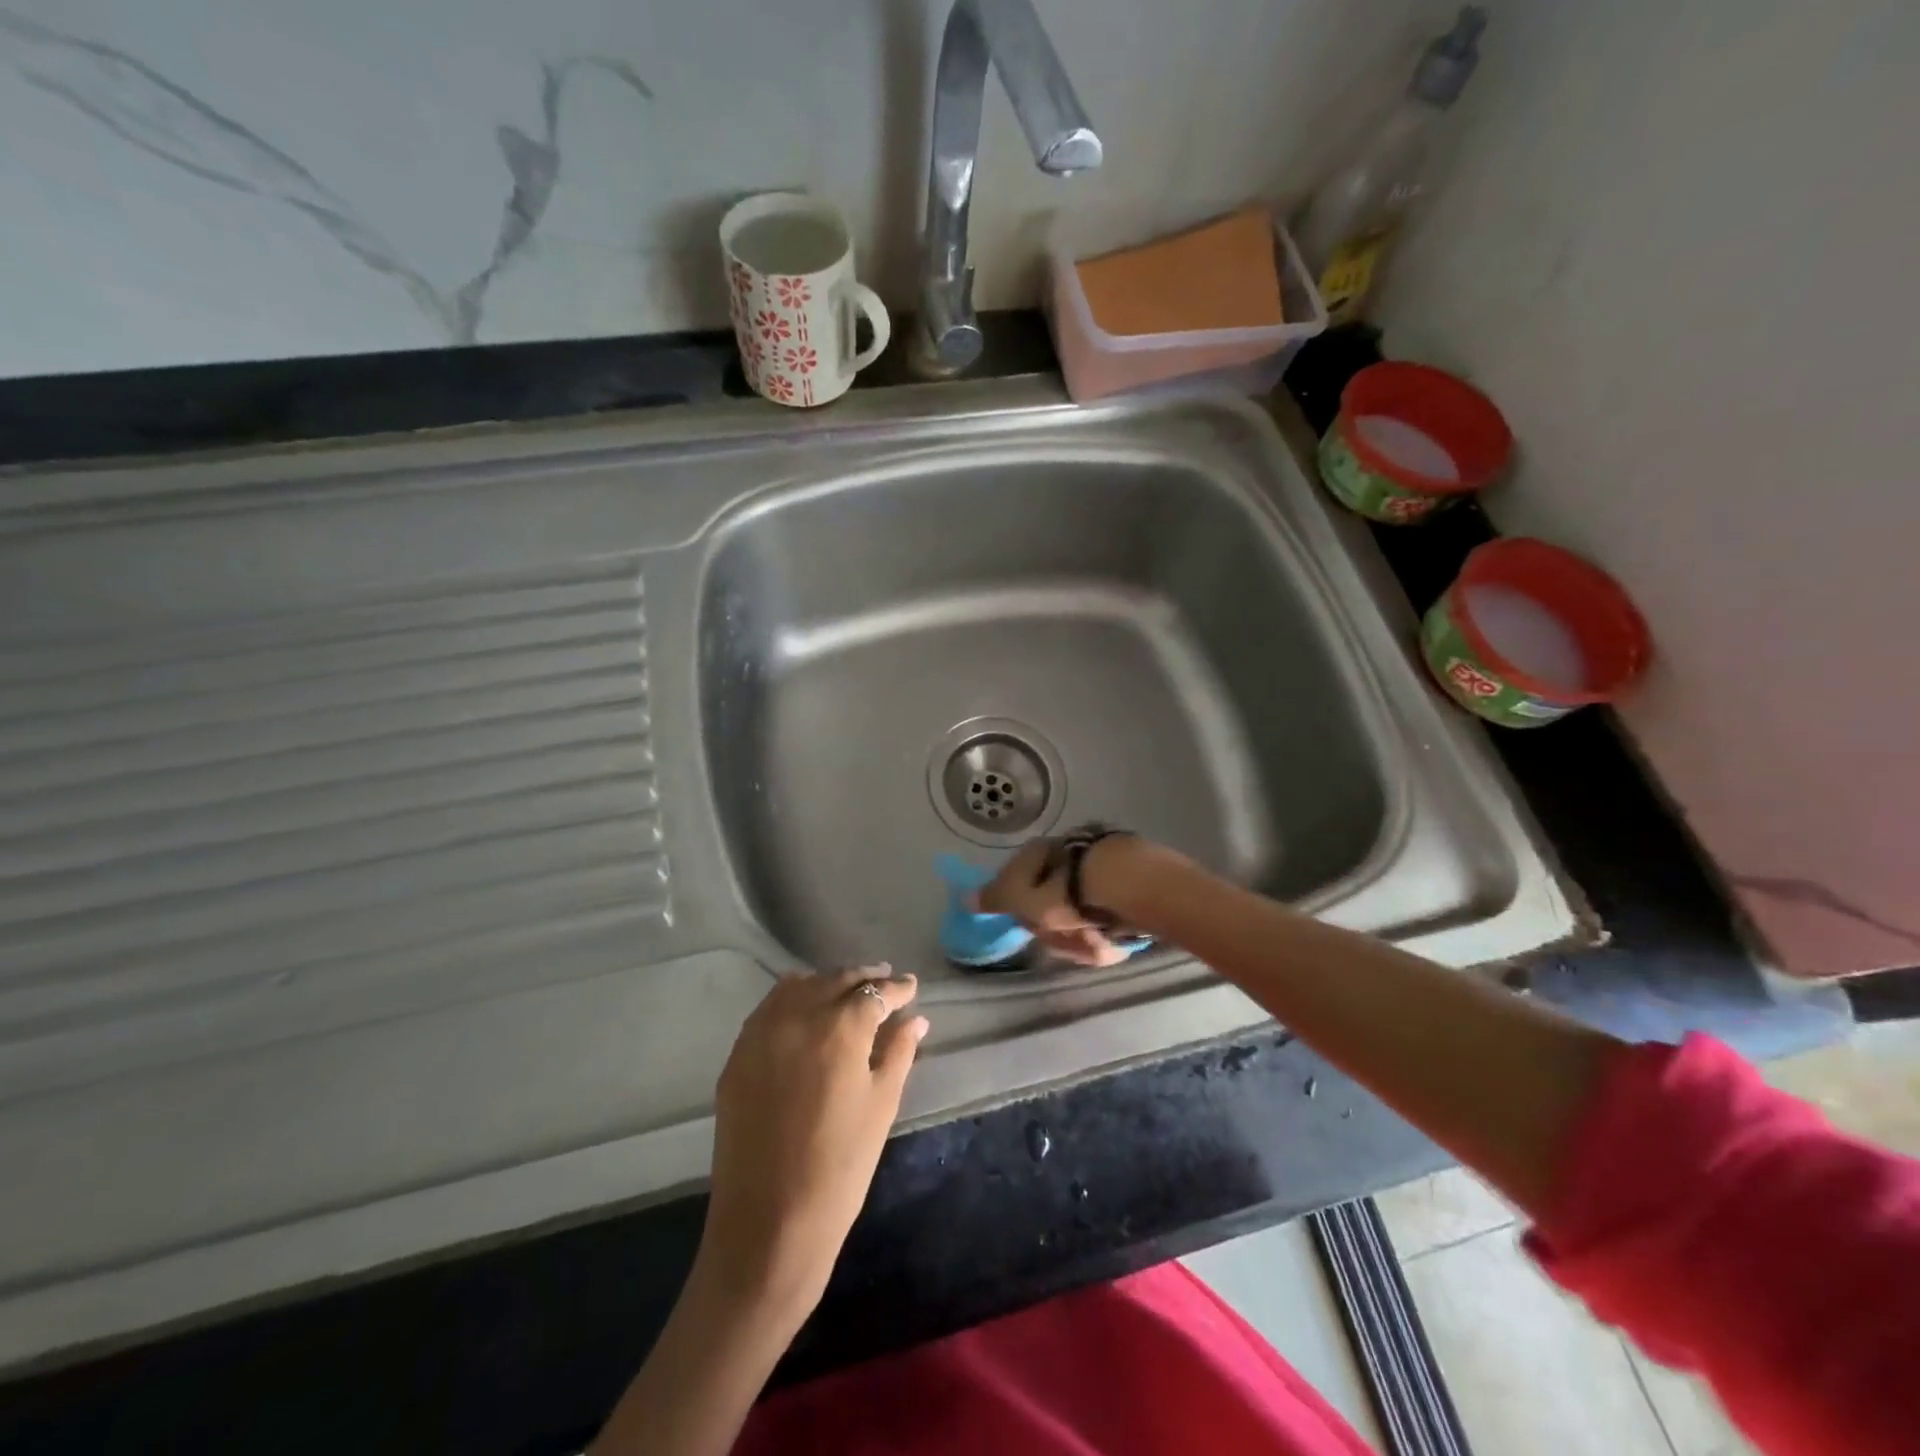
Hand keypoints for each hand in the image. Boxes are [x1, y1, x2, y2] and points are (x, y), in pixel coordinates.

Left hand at [697, 966, 927, 1321]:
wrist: (768, 1223)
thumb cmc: (840, 1166)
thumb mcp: (881, 1106)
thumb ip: (898, 1052)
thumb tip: (915, 1020)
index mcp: (840, 1028)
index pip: (875, 992)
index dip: (897, 988)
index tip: (911, 985)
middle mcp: (798, 1015)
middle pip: (836, 979)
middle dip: (864, 978)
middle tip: (885, 979)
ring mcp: (761, 1032)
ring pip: (800, 986)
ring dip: (827, 983)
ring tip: (847, 992)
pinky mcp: (738, 1054)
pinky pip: (769, 1008)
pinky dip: (793, 999)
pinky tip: (806, 1011)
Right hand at [978, 835, 1145, 966]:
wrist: (1131, 884)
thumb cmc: (1066, 892)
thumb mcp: (1021, 898)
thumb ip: (996, 899)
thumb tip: (966, 897)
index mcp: (1038, 850)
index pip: (1017, 881)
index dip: (1020, 908)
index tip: (1030, 927)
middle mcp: (1066, 850)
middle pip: (1051, 900)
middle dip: (1056, 927)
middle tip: (1064, 942)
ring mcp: (1099, 864)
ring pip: (1080, 913)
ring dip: (1082, 934)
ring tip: (1093, 944)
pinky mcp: (1128, 881)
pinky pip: (1107, 917)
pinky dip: (1107, 932)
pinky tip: (1114, 939)